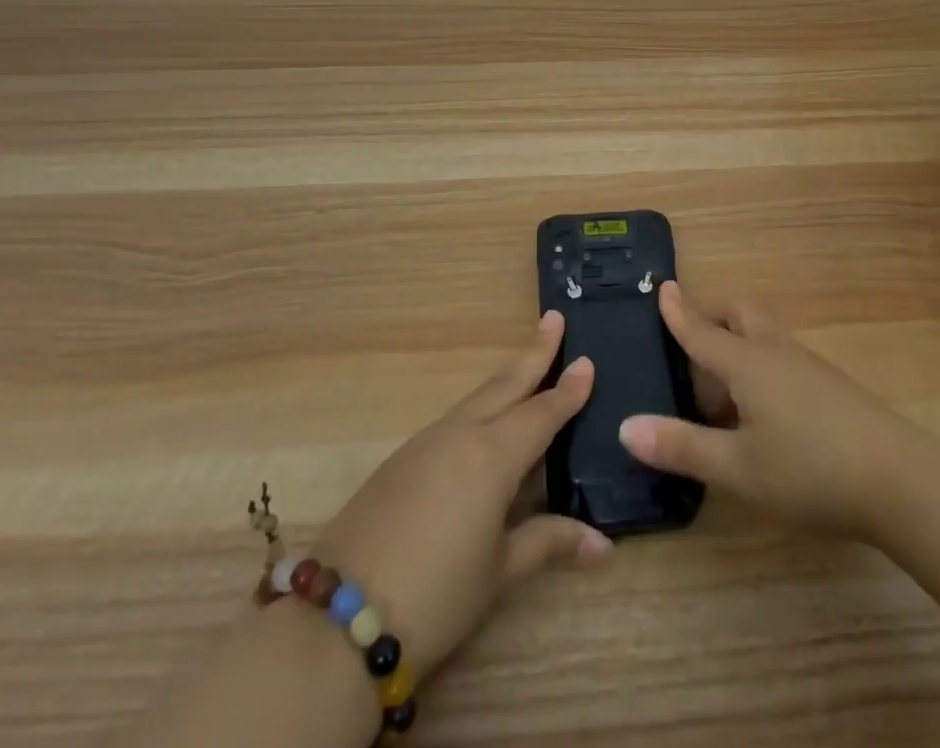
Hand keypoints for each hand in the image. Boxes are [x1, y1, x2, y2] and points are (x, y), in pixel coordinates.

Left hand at [311, 310, 608, 678]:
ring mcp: (425, 444)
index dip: (567, 390)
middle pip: (505, 384)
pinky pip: (452, 421)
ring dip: (505, 380)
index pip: (541, 412)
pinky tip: (482, 426)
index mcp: (492, 455)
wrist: (337, 620)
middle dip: (533, 353)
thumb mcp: (499, 573)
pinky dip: (478, 409)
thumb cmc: (435, 595)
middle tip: (553, 319)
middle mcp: (460, 434)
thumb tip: (602, 543)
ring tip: (527, 368)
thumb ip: (548, 543)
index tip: (587, 360)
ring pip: (476, 399)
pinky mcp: (400, 461)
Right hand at [617, 281, 926, 542]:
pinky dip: (760, 369)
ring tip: (721, 393)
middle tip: (692, 346)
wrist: (901, 481)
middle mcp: (776, 352)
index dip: (679, 312)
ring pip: (764, 336)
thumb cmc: (810, 470)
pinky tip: (763, 414)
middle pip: (740, 315)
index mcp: (747, 363)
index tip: (663, 286)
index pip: (703, 331)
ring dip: (738, 347)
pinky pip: (782, 359)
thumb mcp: (737, 468)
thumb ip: (681, 447)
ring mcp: (808, 367)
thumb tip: (625, 426)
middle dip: (714, 319)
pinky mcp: (831, 387)